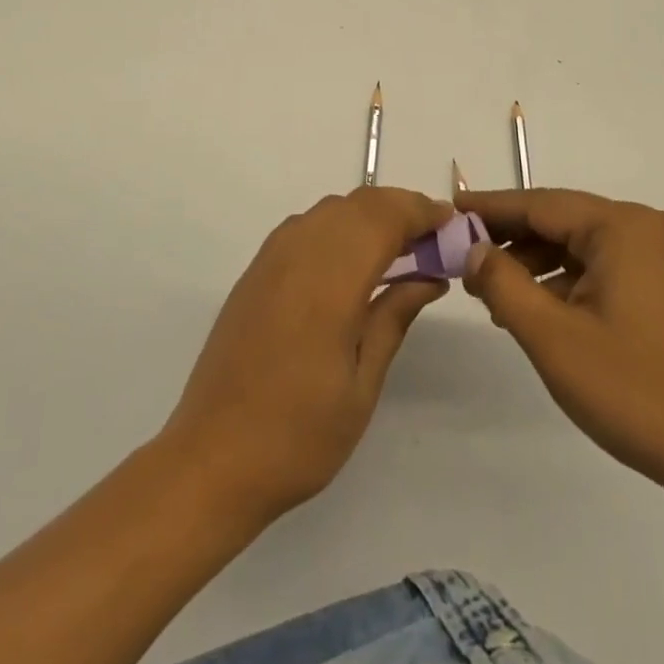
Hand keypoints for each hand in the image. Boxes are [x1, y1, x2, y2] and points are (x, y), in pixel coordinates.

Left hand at [162, 187, 452, 527]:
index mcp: (329, 282)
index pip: (383, 218)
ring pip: (329, 210)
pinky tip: (352, 261)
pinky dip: (337, 226)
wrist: (212, 459)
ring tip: (399, 248)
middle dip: (399, 208)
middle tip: (432, 238)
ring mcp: (270, 260)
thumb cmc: (299, 435)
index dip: (420, 211)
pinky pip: (304, 227)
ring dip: (368, 215)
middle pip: (357, 204)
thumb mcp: (362, 384)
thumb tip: (431, 277)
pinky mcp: (254, 273)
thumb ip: (394, 317)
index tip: (451, 223)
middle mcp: (297, 255)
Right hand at [459, 188, 663, 529]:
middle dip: (511, 240)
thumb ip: (503, 283)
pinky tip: (539, 309)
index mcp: (623, 226)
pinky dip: (567, 281)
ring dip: (537, 264)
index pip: (539, 204)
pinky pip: (604, 266)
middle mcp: (646, 227)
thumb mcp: (553, 337)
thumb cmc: (637, 391)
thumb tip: (473, 249)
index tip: (448, 212)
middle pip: (561, 220)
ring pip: (581, 245)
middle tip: (464, 262)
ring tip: (495, 296)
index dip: (489, 208)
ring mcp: (663, 256)